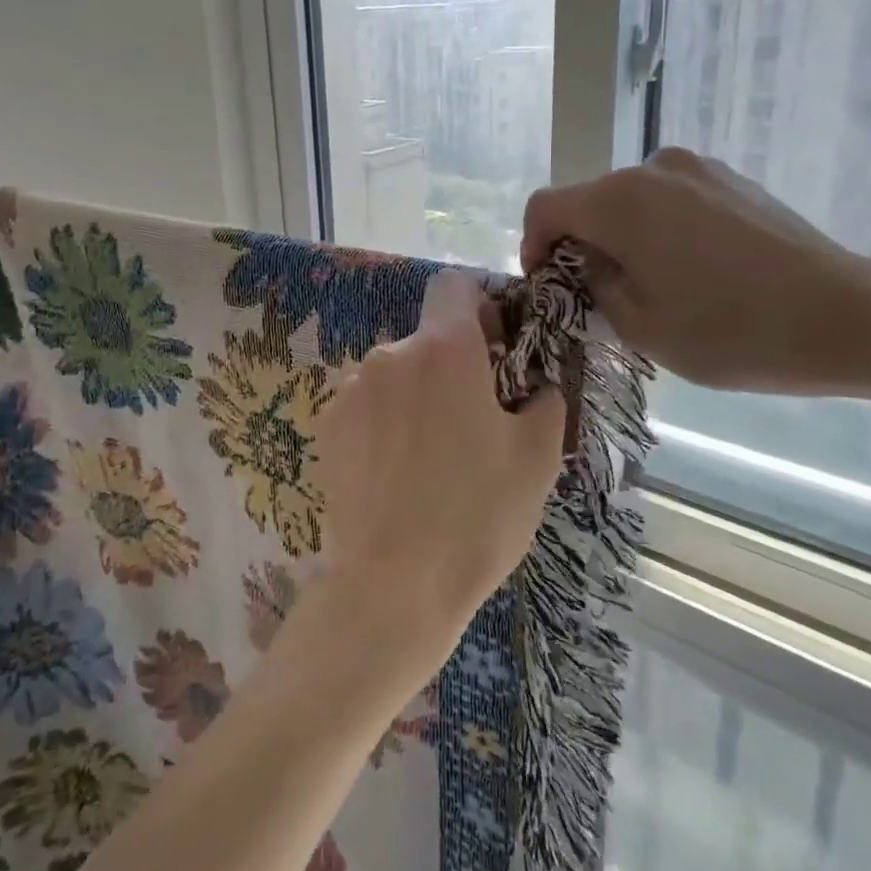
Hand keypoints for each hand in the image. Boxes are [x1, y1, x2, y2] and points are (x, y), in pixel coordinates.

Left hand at [315, 270, 567, 664]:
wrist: (393, 584)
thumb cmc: (477, 515)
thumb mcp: (538, 457)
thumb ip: (544, 399)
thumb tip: (537, 383)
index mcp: (444, 349)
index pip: (454, 286)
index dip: (479, 307)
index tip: (495, 349)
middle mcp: (389, 354)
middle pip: (426, 338)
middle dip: (452, 366)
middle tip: (473, 423)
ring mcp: (351, 390)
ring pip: (395, 375)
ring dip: (415, 397)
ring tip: (431, 458)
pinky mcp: (326, 425)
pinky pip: (366, 406)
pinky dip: (384, 423)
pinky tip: (395, 474)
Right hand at [521, 147, 870, 392]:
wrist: (846, 316)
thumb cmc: (730, 330)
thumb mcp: (638, 325)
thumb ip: (593, 284)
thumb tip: (589, 261)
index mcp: (619, 201)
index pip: (545, 207)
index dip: (532, 245)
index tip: (547, 283)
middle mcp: (653, 169)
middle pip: (589, 200)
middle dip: (580, 243)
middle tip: (599, 293)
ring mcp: (698, 169)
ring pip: (632, 200)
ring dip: (623, 235)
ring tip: (652, 283)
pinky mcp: (732, 180)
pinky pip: (672, 199)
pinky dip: (661, 228)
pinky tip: (693, 269)